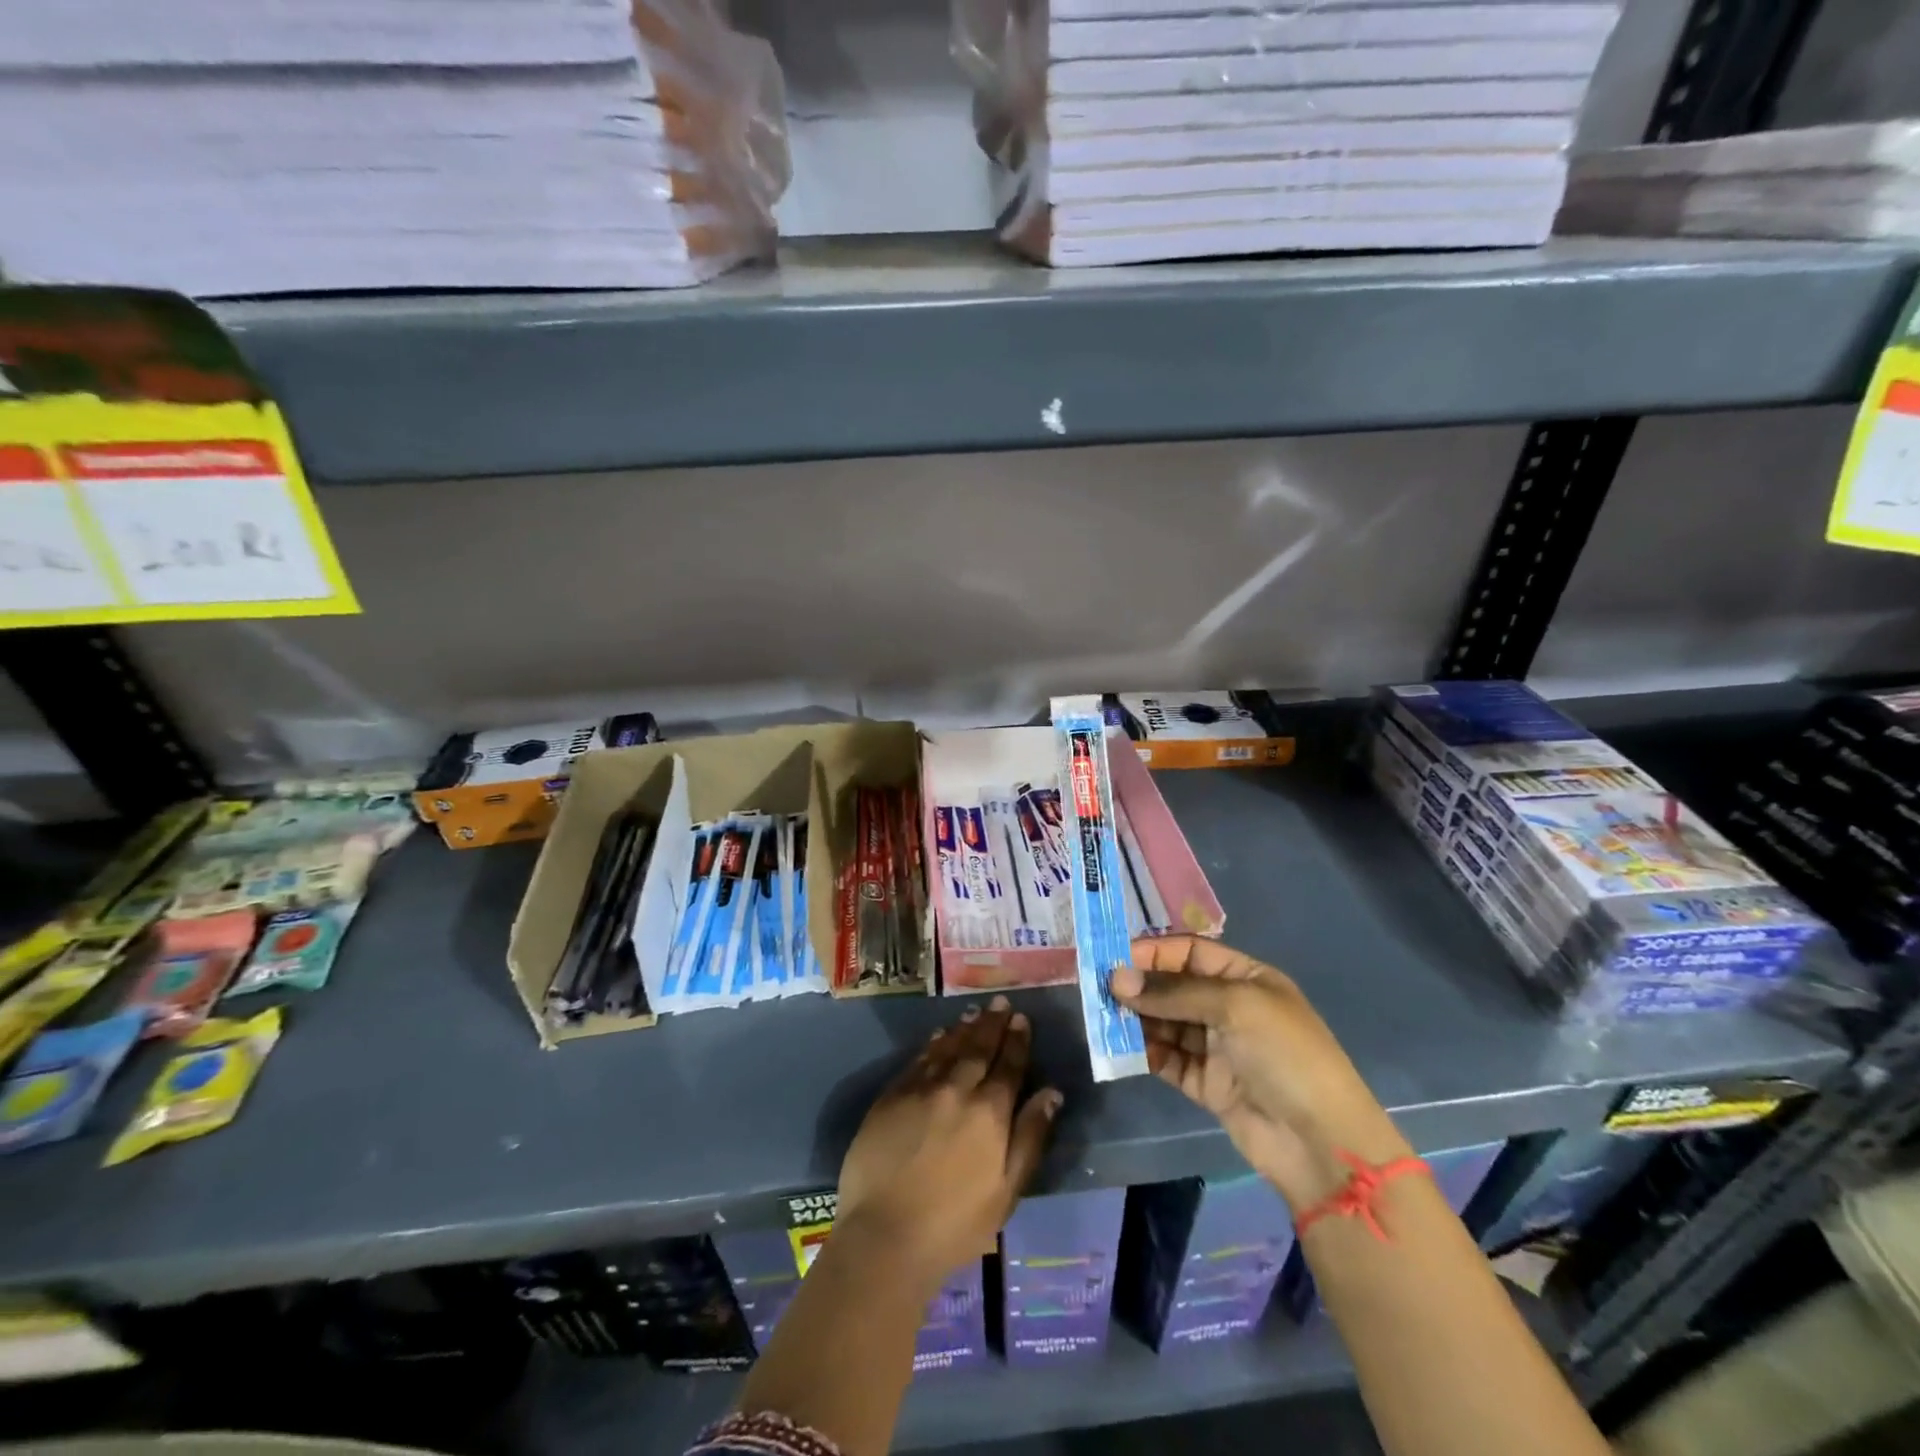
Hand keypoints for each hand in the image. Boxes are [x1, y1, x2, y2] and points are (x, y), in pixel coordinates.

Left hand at [836, 995, 1061, 1293]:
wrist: (886, 1234)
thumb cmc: (956, 1223)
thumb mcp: (1007, 1190)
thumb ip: (1030, 1137)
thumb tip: (1051, 1093)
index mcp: (990, 1113)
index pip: (1008, 1066)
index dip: (1016, 1041)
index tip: (1021, 1019)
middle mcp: (957, 1090)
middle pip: (978, 1048)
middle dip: (992, 1024)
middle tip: (1000, 1002)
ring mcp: (921, 1089)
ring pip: (948, 1048)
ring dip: (964, 1029)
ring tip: (974, 1012)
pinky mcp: (891, 1096)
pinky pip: (918, 1060)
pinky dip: (933, 1044)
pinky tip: (939, 1036)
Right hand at [1111, 937, 1410, 1209]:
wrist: (1320, 1143)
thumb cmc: (1284, 1055)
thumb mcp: (1234, 1006)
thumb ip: (1173, 992)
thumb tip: (1117, 979)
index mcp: (1246, 979)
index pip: (1190, 953)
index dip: (1153, 952)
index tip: (1112, 958)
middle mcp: (1230, 1008)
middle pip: (1173, 987)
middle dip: (1139, 986)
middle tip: (1099, 989)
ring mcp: (1218, 1048)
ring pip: (1166, 1023)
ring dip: (1137, 1019)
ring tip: (1104, 1017)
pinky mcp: (1207, 1084)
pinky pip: (1168, 1059)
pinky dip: (1146, 1052)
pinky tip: (1122, 1048)